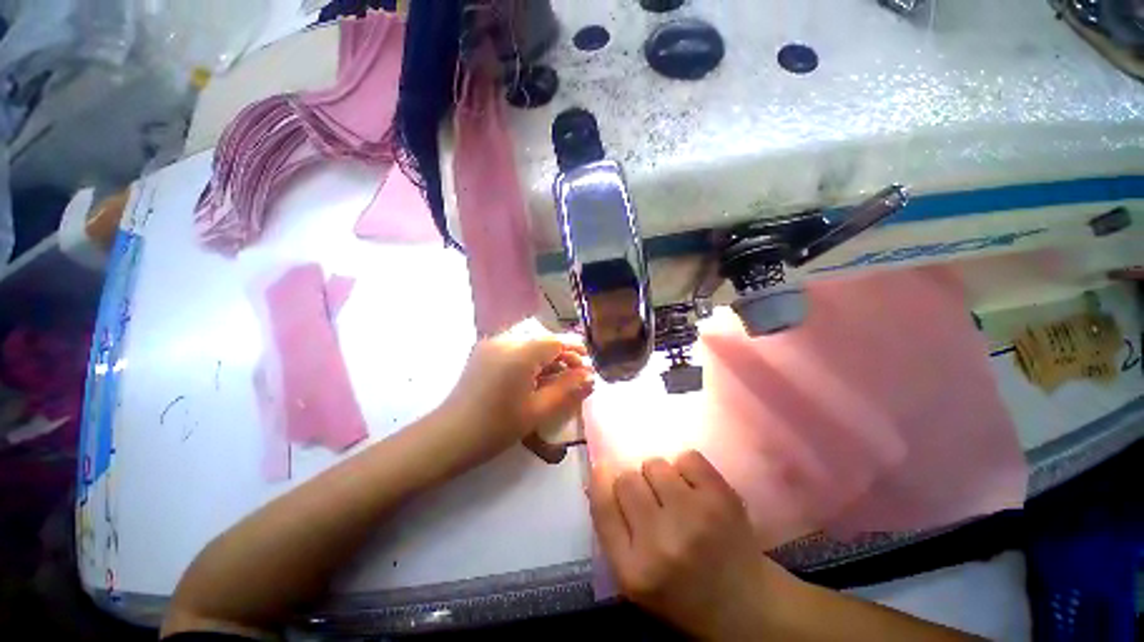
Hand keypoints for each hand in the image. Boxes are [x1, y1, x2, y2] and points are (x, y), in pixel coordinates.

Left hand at [434, 324, 594, 470]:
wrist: (448, 436)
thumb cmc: (496, 427)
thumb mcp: (538, 410)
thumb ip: (568, 389)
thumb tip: (591, 376)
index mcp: (520, 353)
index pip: (556, 341)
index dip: (575, 351)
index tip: (588, 366)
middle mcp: (505, 340)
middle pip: (543, 340)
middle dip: (563, 355)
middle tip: (575, 376)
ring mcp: (491, 344)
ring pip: (530, 343)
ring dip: (547, 357)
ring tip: (557, 378)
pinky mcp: (483, 351)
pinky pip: (515, 348)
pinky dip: (530, 358)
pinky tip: (533, 377)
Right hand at [589, 452, 794, 641]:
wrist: (748, 606)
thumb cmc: (683, 593)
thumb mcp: (635, 577)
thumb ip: (613, 528)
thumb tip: (599, 473)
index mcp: (634, 570)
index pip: (603, 506)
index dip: (601, 481)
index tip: (603, 468)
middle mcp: (661, 542)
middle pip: (627, 479)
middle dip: (636, 485)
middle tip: (653, 501)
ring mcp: (694, 516)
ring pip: (655, 464)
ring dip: (661, 476)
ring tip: (677, 498)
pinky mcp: (722, 497)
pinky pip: (687, 457)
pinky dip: (688, 469)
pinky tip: (697, 491)